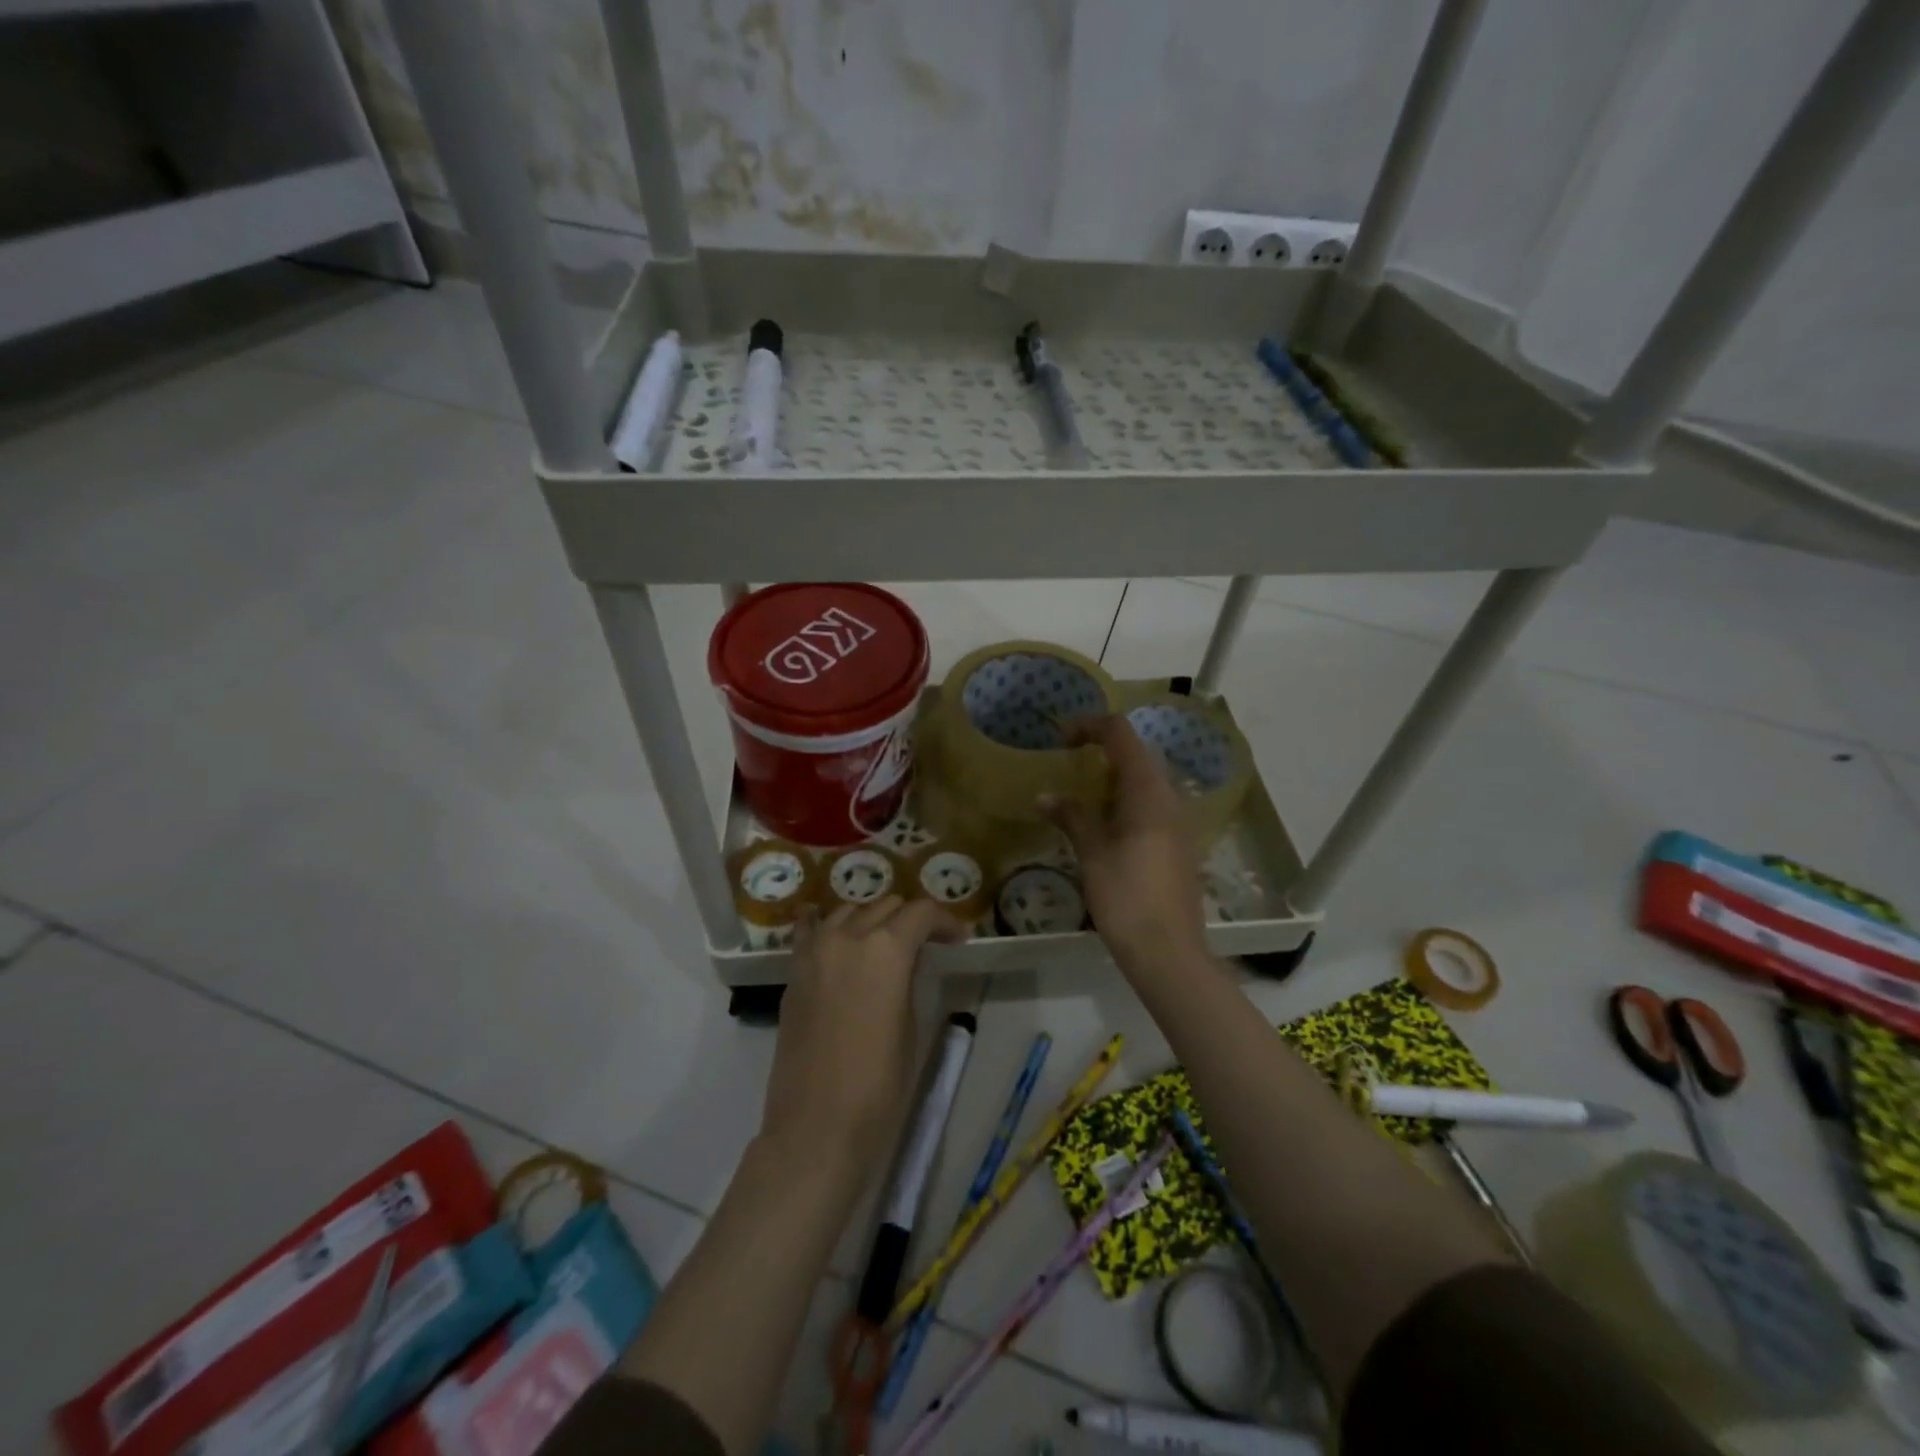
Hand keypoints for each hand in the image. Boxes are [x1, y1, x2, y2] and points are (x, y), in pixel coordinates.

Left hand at [760, 896, 966, 1186]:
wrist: (816, 1127)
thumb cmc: (878, 1085)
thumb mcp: (910, 1025)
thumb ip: (907, 979)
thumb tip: (906, 961)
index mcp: (885, 949)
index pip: (921, 913)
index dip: (944, 920)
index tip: (956, 938)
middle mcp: (847, 937)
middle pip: (885, 906)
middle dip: (909, 918)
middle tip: (926, 942)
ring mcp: (814, 951)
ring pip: (848, 911)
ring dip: (871, 919)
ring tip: (884, 942)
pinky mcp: (793, 973)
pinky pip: (810, 931)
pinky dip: (824, 924)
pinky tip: (830, 928)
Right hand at [1046, 715, 1207, 971]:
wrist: (1168, 951)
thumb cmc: (1126, 897)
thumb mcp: (1092, 854)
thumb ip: (1072, 817)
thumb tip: (1045, 796)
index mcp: (1147, 791)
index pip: (1121, 734)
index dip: (1090, 726)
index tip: (1061, 739)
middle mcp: (1168, 797)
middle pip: (1137, 753)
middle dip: (1102, 749)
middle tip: (1068, 761)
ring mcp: (1178, 821)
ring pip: (1146, 780)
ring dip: (1114, 775)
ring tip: (1081, 792)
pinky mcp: (1179, 843)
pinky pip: (1152, 804)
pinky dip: (1125, 799)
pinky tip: (1104, 824)